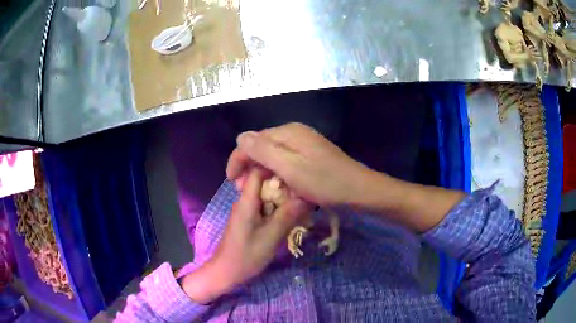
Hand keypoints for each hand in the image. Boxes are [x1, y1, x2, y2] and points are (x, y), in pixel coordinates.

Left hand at [182, 168, 310, 303]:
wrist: (226, 272)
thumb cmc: (246, 255)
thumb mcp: (270, 237)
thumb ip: (287, 216)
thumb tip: (306, 197)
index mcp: (246, 201)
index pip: (257, 171)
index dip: (275, 168)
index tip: (295, 173)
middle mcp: (245, 202)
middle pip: (263, 183)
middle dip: (283, 186)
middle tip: (303, 192)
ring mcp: (246, 212)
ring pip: (265, 197)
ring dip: (282, 199)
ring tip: (301, 204)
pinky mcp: (248, 221)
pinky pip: (264, 208)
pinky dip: (277, 209)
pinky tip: (290, 217)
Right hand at [226, 123, 370, 205]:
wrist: (358, 190)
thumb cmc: (324, 181)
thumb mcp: (290, 167)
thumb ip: (263, 151)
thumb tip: (240, 137)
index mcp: (288, 133)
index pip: (252, 140)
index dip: (238, 158)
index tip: (231, 180)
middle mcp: (294, 133)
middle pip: (262, 147)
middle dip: (250, 167)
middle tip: (242, 189)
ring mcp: (304, 144)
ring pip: (273, 156)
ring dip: (263, 172)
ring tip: (258, 190)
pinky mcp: (310, 155)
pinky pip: (286, 162)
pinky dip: (278, 174)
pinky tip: (278, 186)